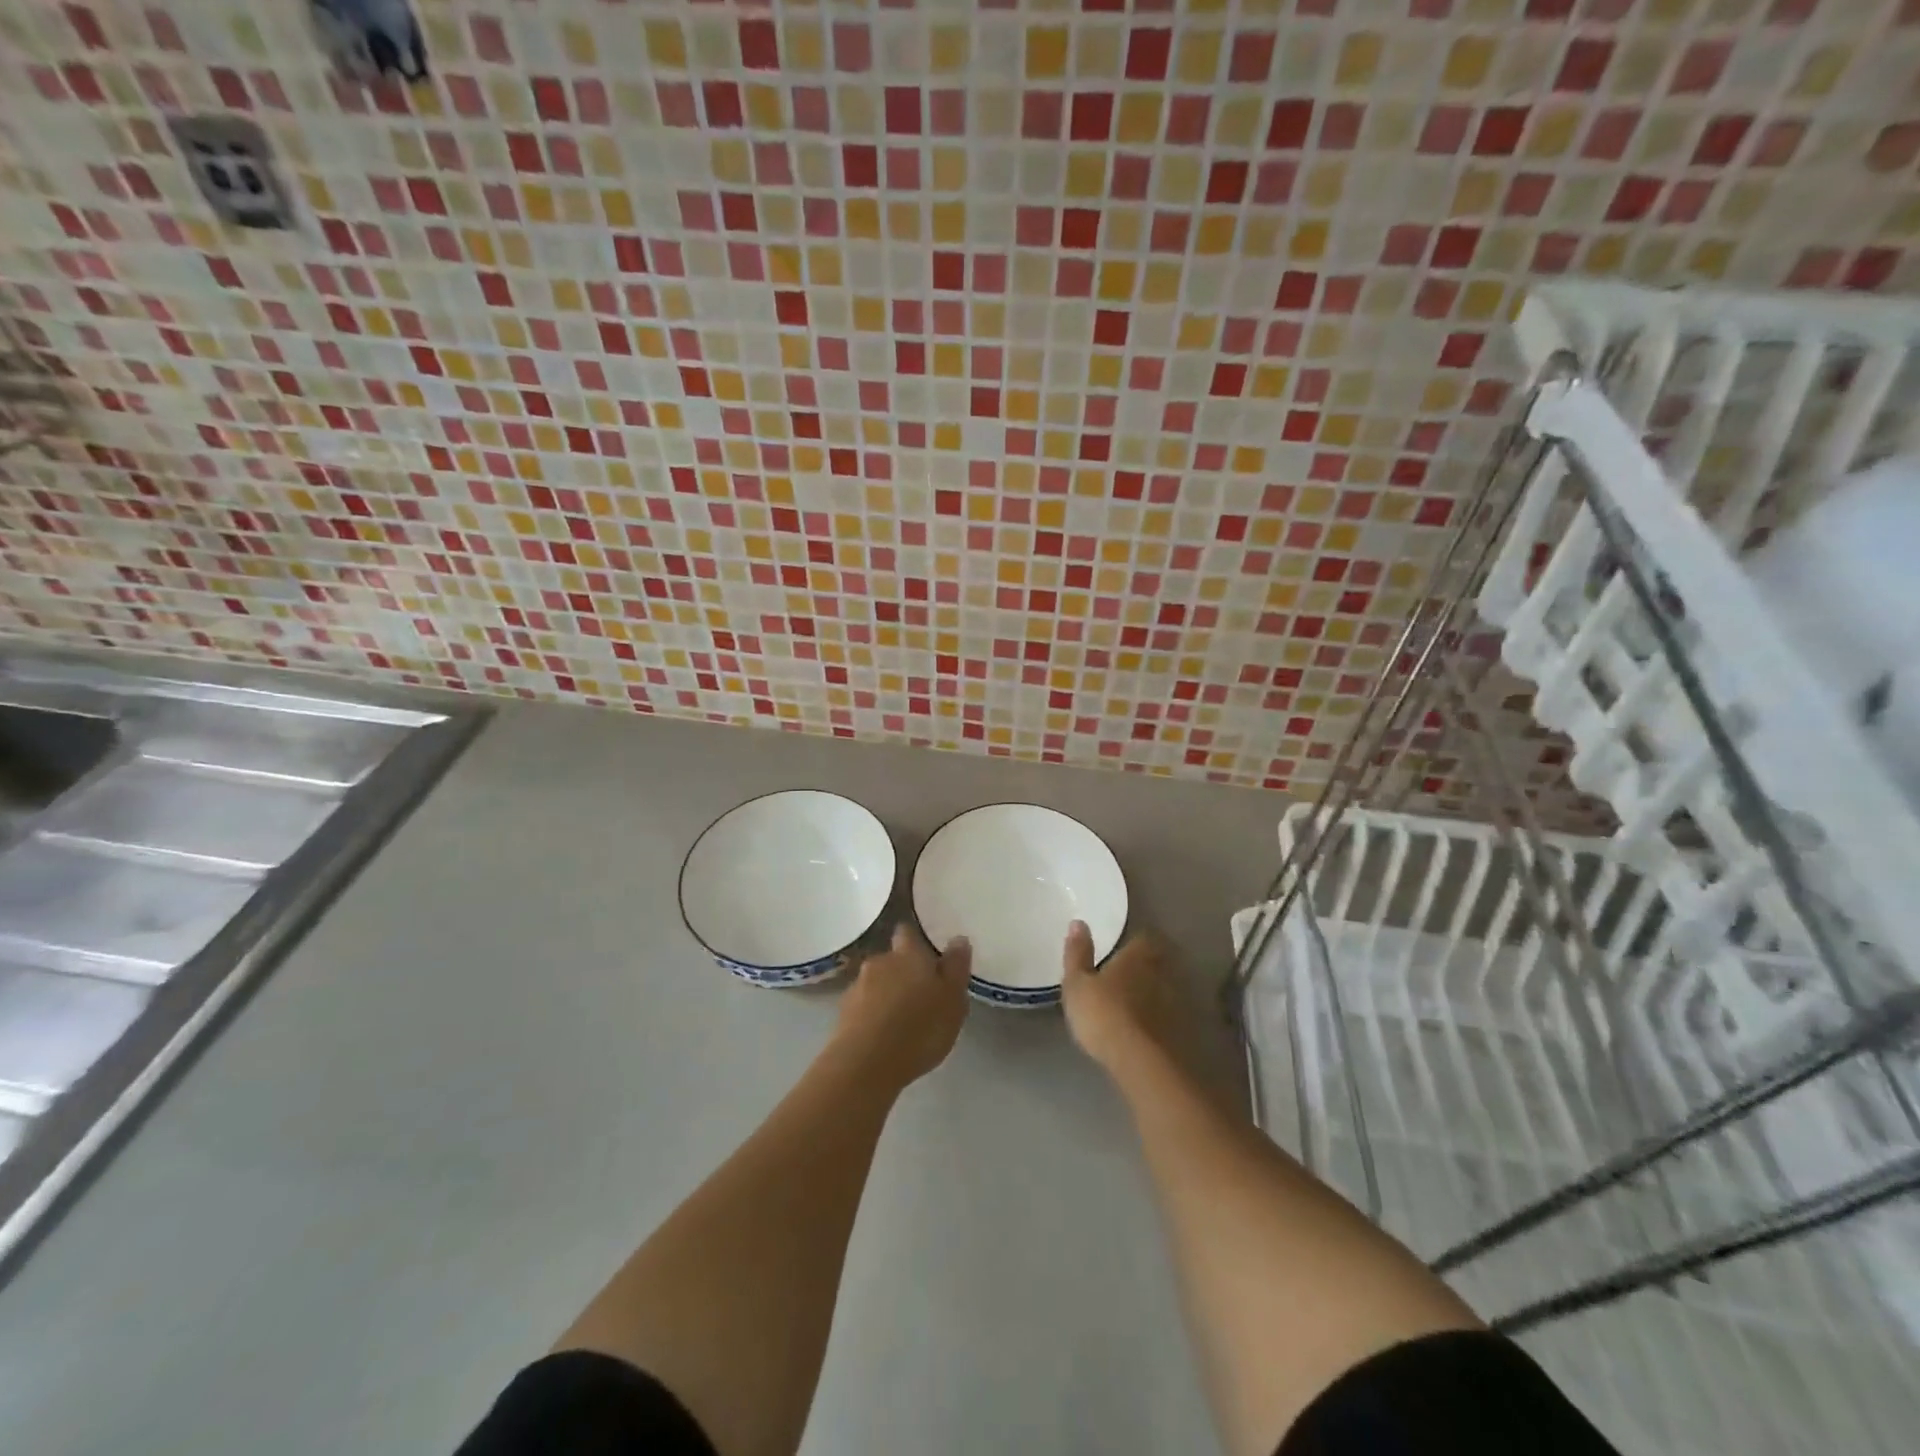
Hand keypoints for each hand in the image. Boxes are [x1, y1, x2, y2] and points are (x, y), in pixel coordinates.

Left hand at [832, 922, 971, 1089]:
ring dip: (887, 994)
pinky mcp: (843, 1013)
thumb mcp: (953, 1000)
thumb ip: (956, 967)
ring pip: (877, 983)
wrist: (865, 1064)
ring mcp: (857, 986)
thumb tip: (958, 938)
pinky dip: (874, 1014)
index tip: (928, 954)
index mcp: (908, 953)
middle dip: (903, 971)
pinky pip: (863, 1006)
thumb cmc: (919, 1028)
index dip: (916, 940)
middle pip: (892, 959)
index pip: (908, 931)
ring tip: (903, 1019)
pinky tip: (884, 1036)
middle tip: (922, 994)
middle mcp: (879, 961)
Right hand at [1061, 922, 1188, 1078]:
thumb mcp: (1077, 984)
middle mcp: (1161, 972)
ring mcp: (1175, 1001)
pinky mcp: (1181, 1029)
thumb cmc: (1103, 1014)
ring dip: (1154, 992)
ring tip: (1136, 1002)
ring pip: (1166, 987)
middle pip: (1158, 961)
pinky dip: (1160, 1017)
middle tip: (1129, 973)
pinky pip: (1170, 1014)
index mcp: (1137, 955)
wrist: (1140, 1061)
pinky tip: (1147, 1027)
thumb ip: (1078, 953)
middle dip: (1147, 965)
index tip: (1123, 948)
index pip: (1143, 938)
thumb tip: (1078, 922)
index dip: (1134, 942)